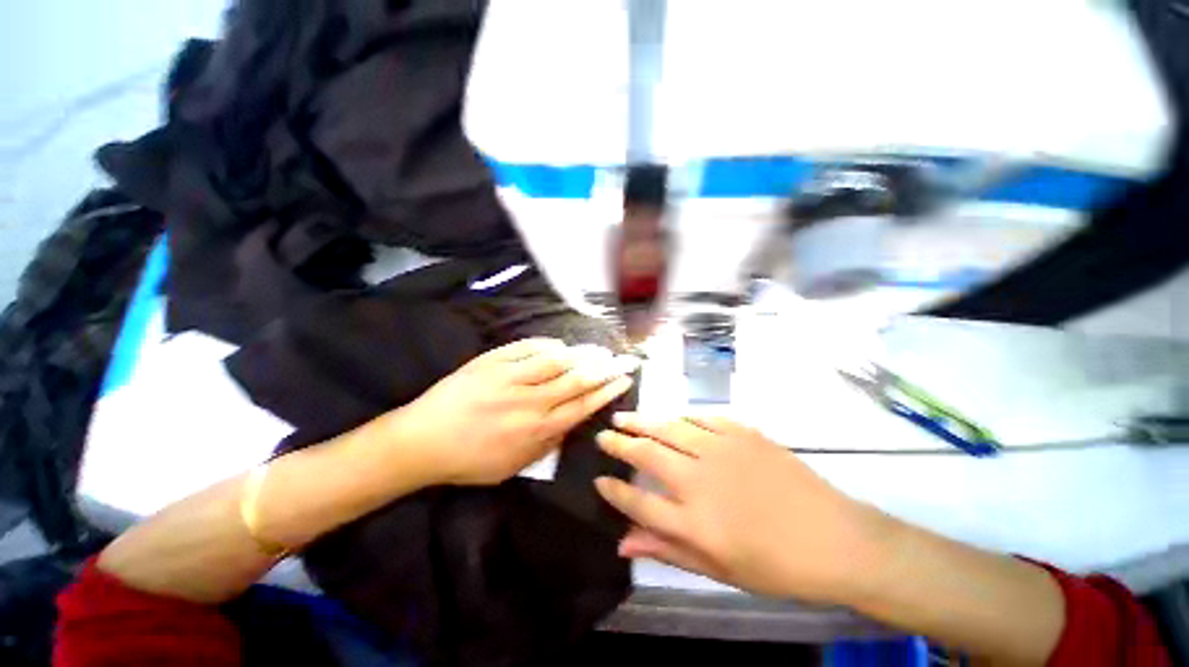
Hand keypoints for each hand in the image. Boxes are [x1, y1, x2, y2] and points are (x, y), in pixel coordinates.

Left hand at [392, 338, 637, 485]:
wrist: (422, 442)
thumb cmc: (469, 461)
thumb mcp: (513, 467)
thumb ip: (546, 446)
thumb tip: (570, 424)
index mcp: (538, 429)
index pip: (583, 405)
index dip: (607, 391)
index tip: (624, 379)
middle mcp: (530, 401)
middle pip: (576, 380)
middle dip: (604, 368)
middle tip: (622, 358)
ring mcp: (510, 377)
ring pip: (556, 361)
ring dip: (581, 354)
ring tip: (598, 349)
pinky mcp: (492, 362)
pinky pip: (526, 347)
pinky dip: (547, 344)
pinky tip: (560, 344)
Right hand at [595, 414, 885, 602]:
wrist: (835, 538)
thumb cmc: (776, 565)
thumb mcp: (718, 570)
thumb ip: (667, 551)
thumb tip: (623, 544)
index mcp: (694, 521)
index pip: (637, 503)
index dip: (613, 491)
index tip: (599, 479)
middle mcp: (700, 480)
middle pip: (646, 454)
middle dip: (618, 444)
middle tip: (602, 435)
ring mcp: (721, 450)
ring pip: (668, 428)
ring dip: (641, 422)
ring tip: (622, 417)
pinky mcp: (742, 433)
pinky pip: (701, 419)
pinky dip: (681, 419)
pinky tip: (672, 420)